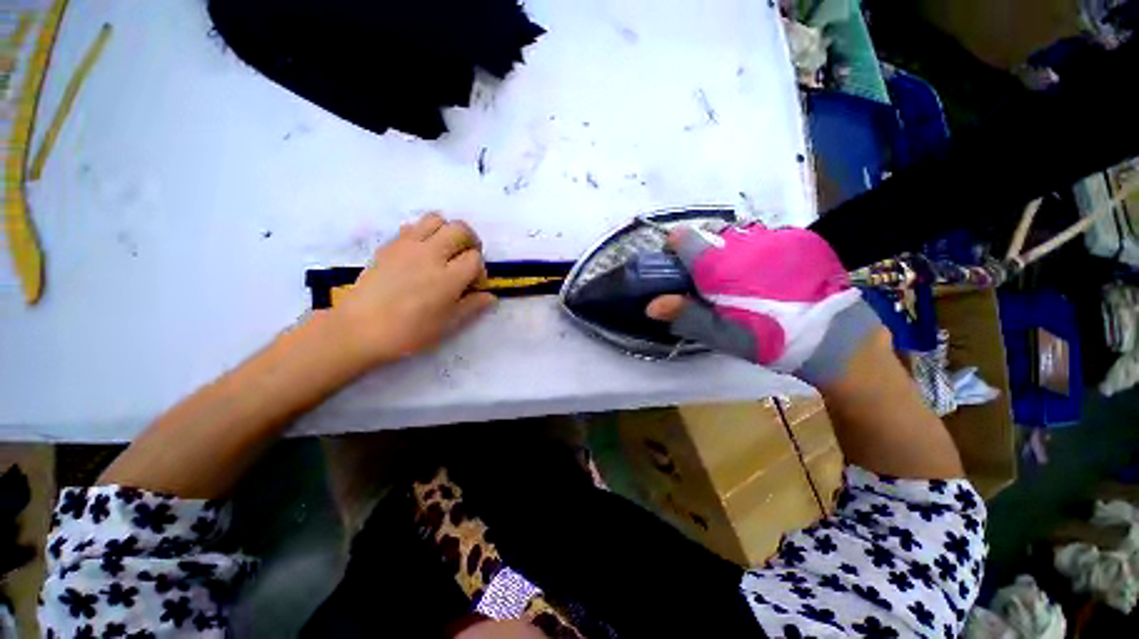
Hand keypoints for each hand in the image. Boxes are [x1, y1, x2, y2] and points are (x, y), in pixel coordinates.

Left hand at [331, 213, 496, 369]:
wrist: (358, 329)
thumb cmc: (408, 332)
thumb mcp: (447, 324)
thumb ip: (472, 306)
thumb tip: (491, 296)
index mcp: (448, 277)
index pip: (475, 258)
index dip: (480, 271)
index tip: (473, 285)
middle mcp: (431, 254)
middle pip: (461, 230)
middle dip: (471, 242)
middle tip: (466, 260)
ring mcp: (408, 246)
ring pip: (437, 219)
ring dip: (448, 231)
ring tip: (446, 251)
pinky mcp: (390, 245)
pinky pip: (413, 226)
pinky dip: (425, 233)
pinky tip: (422, 253)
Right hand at [646, 223, 880, 385]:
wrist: (836, 336)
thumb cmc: (770, 338)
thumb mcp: (722, 334)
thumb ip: (685, 314)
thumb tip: (651, 304)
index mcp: (720, 264)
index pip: (684, 238)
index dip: (675, 249)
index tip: (677, 266)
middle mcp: (744, 242)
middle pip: (709, 238)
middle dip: (704, 257)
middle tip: (713, 285)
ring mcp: (774, 236)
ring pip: (736, 238)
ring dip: (730, 254)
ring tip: (742, 282)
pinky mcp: (797, 238)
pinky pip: (763, 239)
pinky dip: (755, 253)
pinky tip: (768, 276)